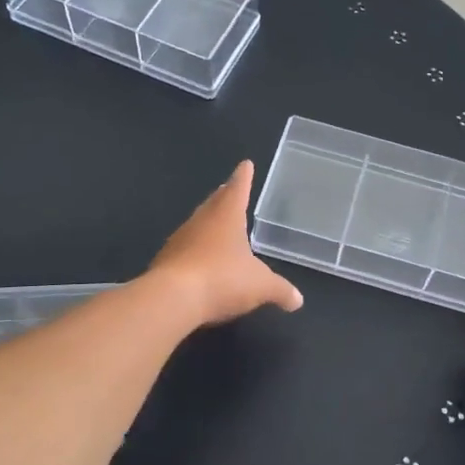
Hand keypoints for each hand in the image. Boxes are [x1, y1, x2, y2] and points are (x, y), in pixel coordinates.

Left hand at [149, 161, 303, 326]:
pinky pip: (185, 248)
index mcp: (227, 216)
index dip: (244, 177)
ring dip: (208, 222)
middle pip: (215, 202)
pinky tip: (200, 260)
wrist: (171, 299)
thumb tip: (298, 300)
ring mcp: (180, 239)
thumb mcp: (260, 286)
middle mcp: (202, 220)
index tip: (245, 164)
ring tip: (217, 223)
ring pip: (198, 223)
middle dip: (224, 196)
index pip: (238, 188)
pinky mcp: (166, 260)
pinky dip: (195, 249)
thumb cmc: (222, 279)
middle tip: (230, 190)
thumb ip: (280, 290)